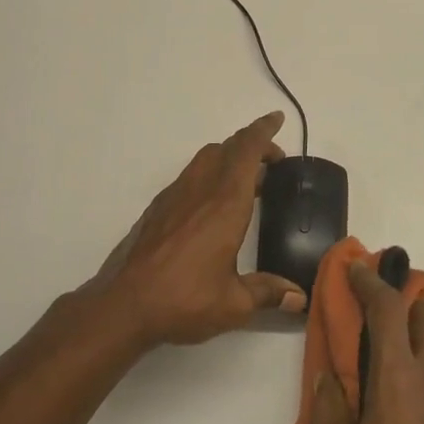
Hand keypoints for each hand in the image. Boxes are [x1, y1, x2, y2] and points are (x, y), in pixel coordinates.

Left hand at [89, 112, 307, 345]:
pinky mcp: (158, 208)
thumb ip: (267, 293)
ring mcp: (175, 196)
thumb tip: (298, 298)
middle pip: (227, 148)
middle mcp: (201, 190)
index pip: (247, 151)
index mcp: (226, 204)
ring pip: (205, 158)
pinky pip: (190, 175)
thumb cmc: (184, 299)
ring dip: (229, 156)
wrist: (125, 304)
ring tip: (247, 180)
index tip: (277, 119)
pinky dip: (209, 173)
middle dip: (252, 144)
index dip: (264, 131)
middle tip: (272, 160)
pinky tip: (213, 203)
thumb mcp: (234, 303)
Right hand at [310, 258, 423, 423]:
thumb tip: (330, 378)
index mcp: (400, 377)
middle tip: (375, 322)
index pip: (388, 307)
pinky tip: (414, 410)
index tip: (355, 270)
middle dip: (402, 305)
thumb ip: (329, 409)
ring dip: (417, 338)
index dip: (370, 282)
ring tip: (391, 369)